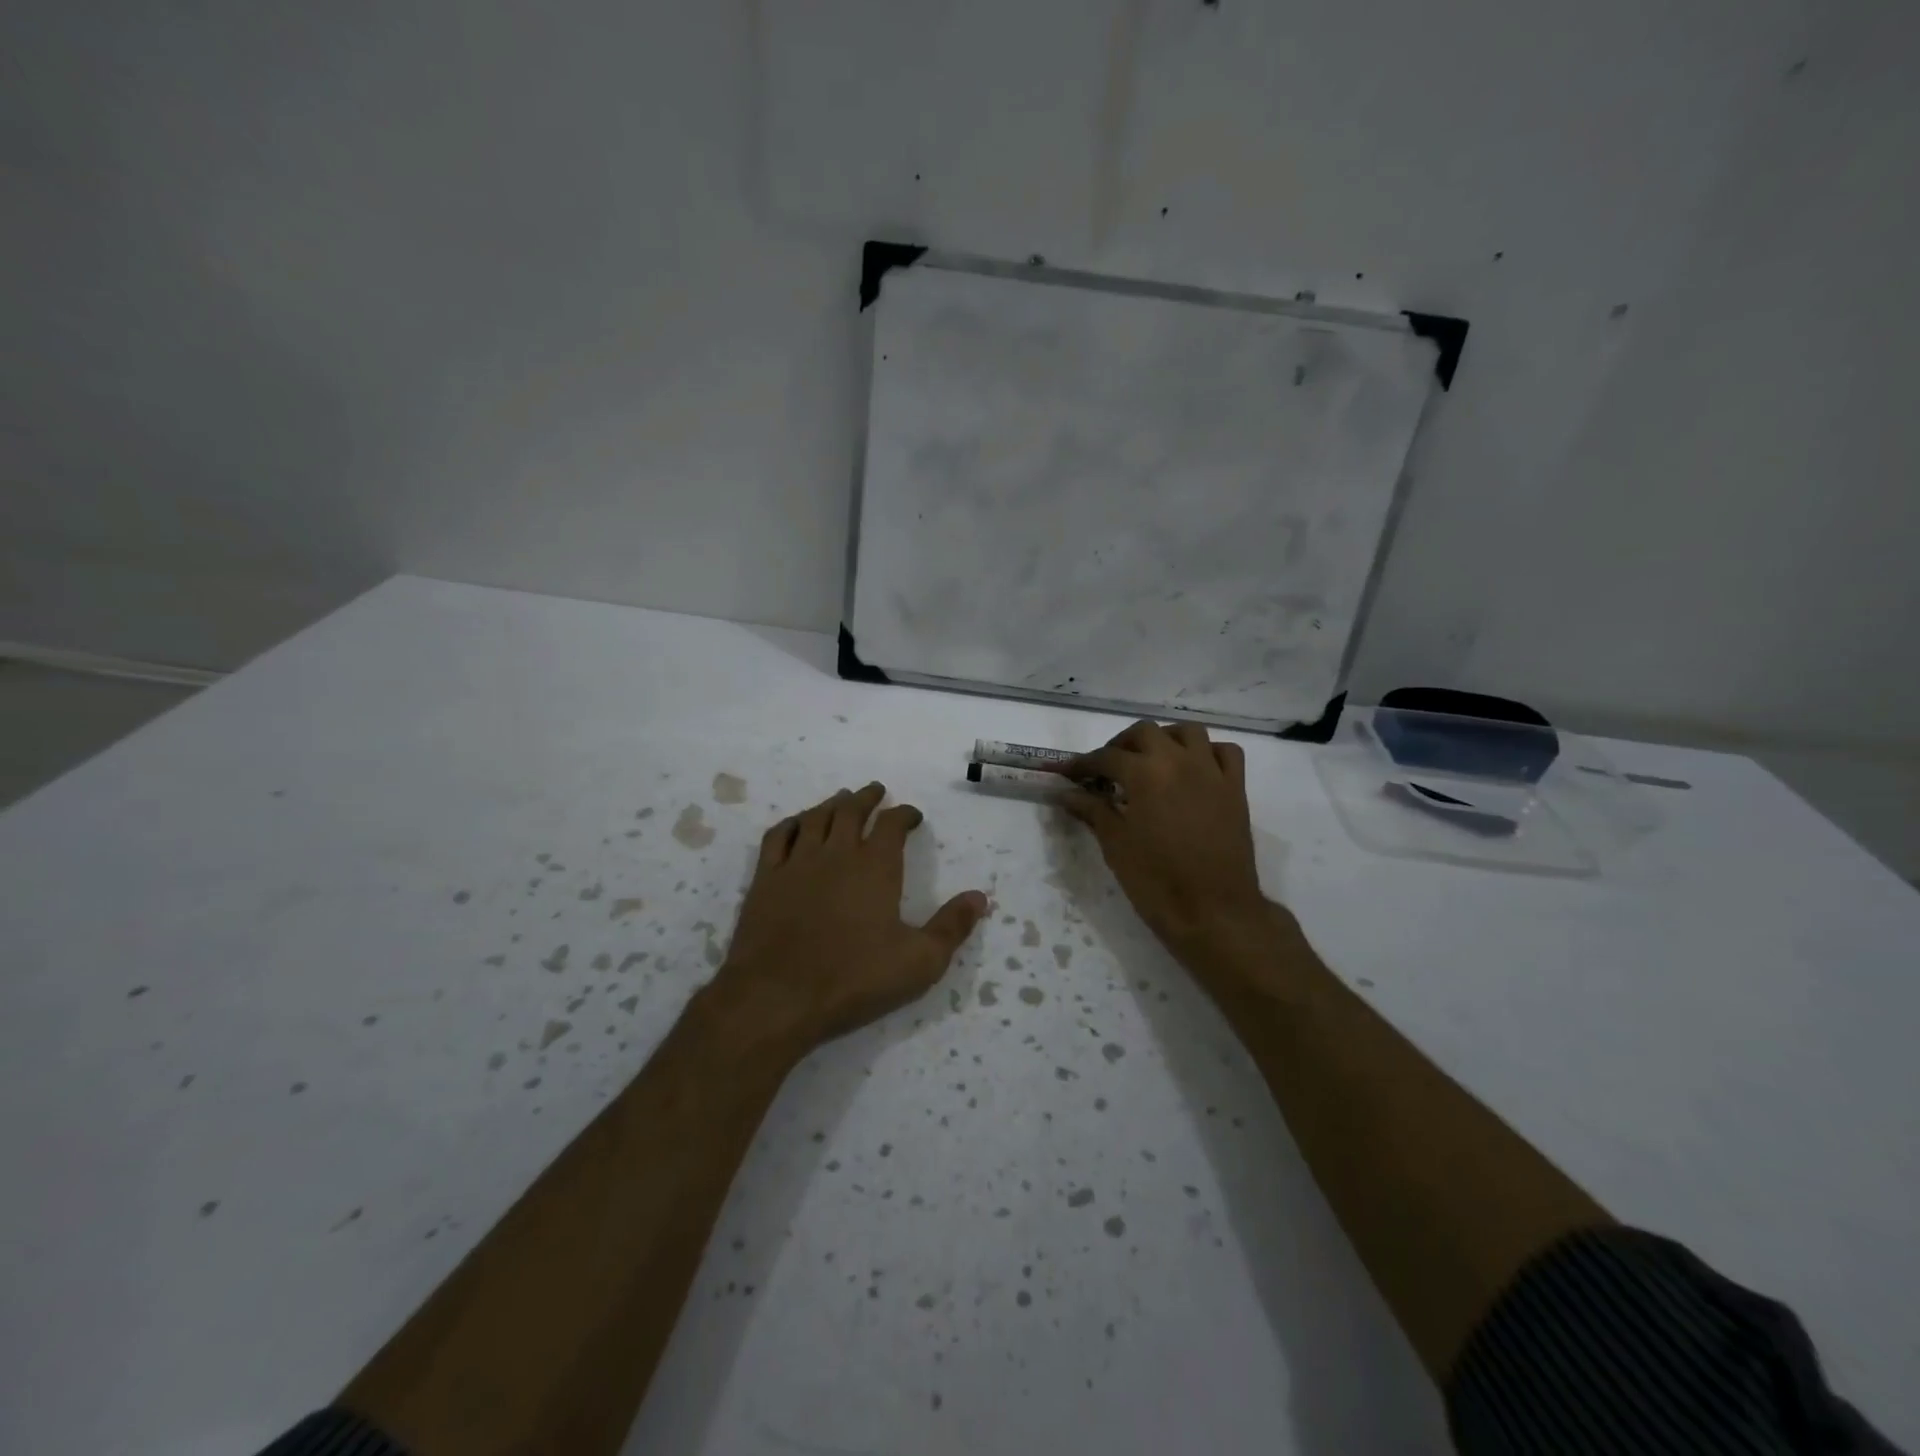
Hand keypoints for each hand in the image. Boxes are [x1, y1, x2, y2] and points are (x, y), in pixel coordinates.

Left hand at [718, 783, 987, 1049]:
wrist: (777, 997)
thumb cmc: (854, 979)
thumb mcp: (919, 961)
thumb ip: (952, 926)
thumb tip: (980, 897)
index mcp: (876, 867)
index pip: (892, 824)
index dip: (904, 814)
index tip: (912, 815)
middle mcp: (837, 853)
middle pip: (851, 811)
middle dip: (867, 798)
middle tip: (876, 791)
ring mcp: (797, 863)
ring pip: (816, 817)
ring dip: (832, 804)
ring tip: (842, 799)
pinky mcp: (766, 879)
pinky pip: (778, 836)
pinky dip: (792, 823)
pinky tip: (796, 824)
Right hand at [1059, 721, 1272, 962]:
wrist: (1213, 912)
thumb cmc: (1156, 881)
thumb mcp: (1115, 845)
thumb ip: (1092, 811)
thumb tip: (1066, 793)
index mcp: (1145, 773)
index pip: (1105, 757)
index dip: (1080, 764)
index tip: (1064, 772)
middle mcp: (1179, 761)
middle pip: (1144, 732)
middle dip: (1120, 745)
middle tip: (1107, 769)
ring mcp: (1212, 772)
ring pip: (1188, 732)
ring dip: (1164, 739)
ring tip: (1150, 760)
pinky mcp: (1235, 789)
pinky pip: (1226, 752)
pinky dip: (1207, 752)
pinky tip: (1194, 769)